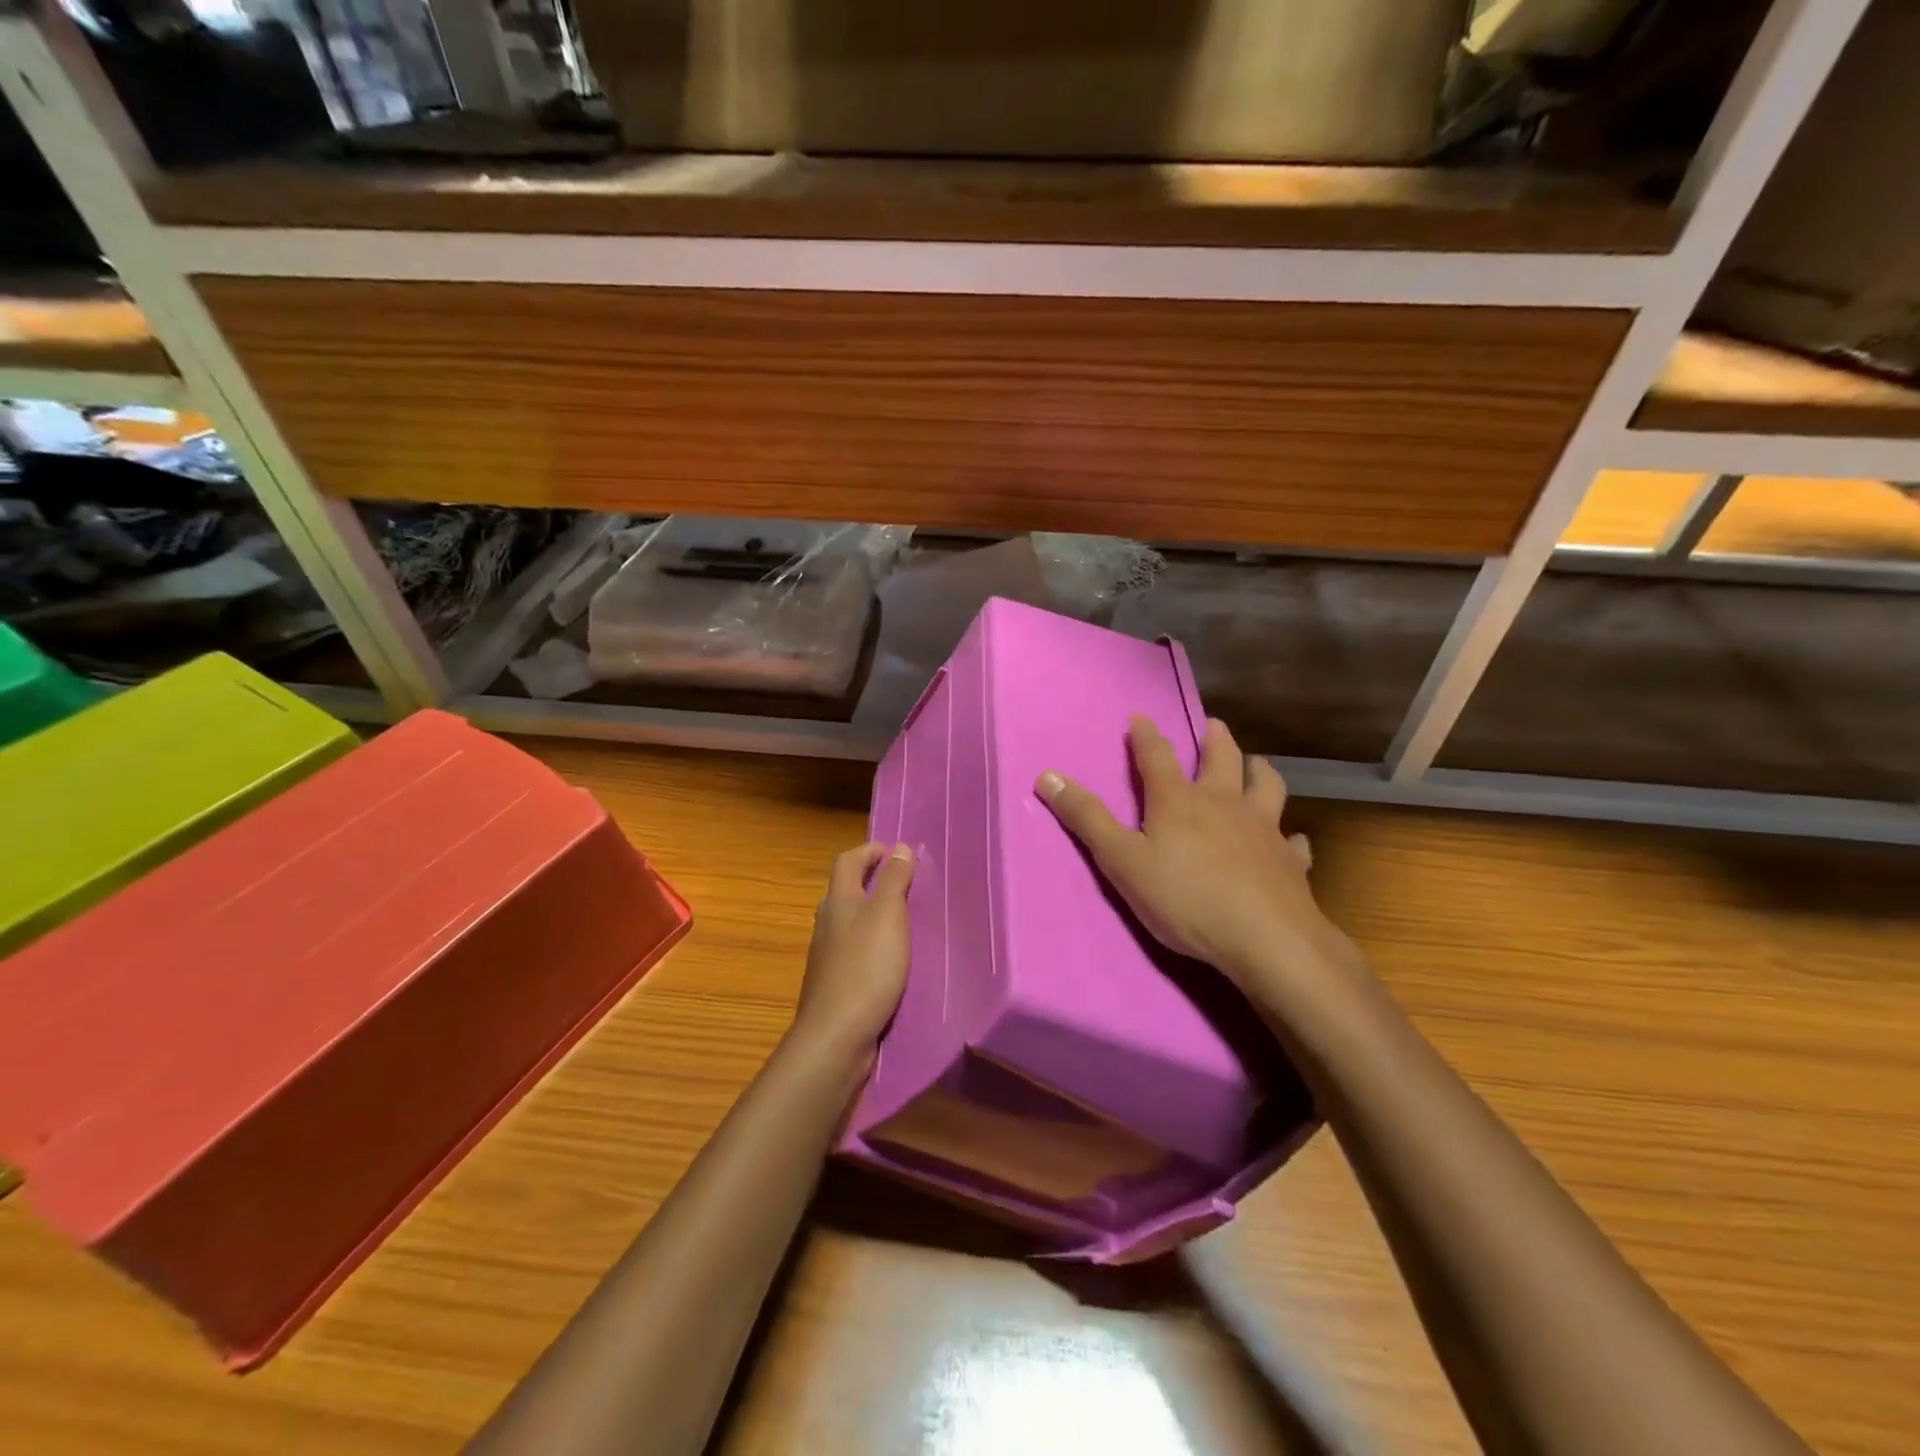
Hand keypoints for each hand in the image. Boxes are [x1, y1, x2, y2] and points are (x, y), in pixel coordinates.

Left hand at [792, 842, 914, 1066]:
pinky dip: (871, 943)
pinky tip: (890, 959)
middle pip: (845, 889)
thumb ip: (894, 881)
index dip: (870, 850)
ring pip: (848, 921)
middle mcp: (827, 922)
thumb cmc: (866, 968)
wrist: (836, 1036)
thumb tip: (900, 847)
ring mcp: (827, 955)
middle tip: (906, 883)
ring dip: (872, 913)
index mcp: (838, 900)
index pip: (848, 860)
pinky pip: (853, 950)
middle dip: (872, 880)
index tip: (897, 852)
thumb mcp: (888, 916)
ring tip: (904, 919)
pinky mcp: (834, 982)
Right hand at [1035, 716, 1359, 999]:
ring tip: (1257, 765)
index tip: (1141, 718)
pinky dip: (1290, 836)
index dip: (1145, 736)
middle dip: (1215, 739)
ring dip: (1259, 771)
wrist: (1265, 938)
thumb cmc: (1185, 898)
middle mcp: (1224, 804)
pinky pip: (1294, 842)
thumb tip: (1047, 776)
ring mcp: (1263, 830)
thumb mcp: (1121, 861)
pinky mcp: (1290, 862)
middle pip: (1222, 760)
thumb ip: (1086, 819)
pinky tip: (1291, 840)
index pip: (1157, 757)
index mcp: (1179, 802)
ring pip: (1267, 787)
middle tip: (1214, 725)